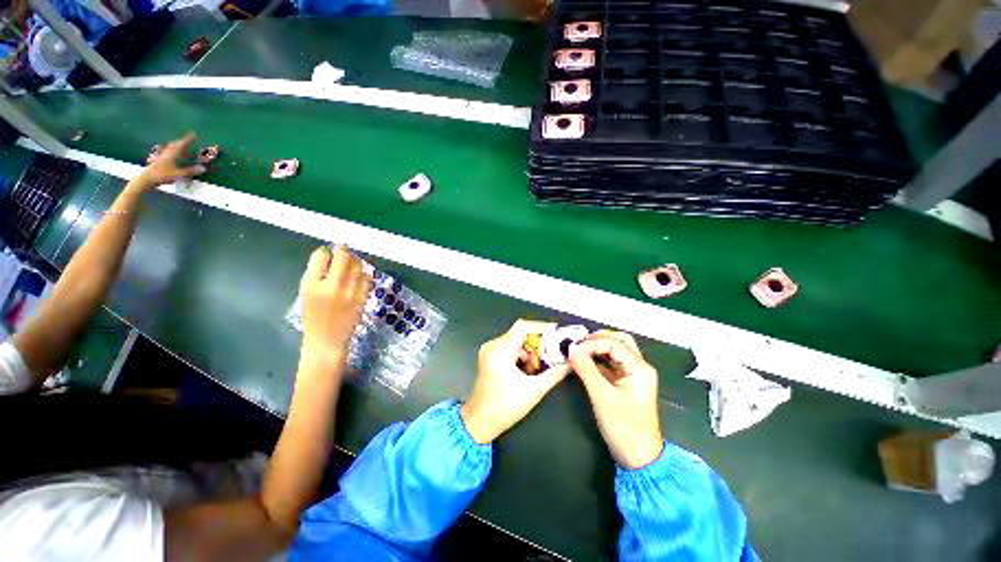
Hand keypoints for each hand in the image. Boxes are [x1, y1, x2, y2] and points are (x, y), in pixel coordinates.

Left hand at [137, 133, 205, 188]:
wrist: (147, 178)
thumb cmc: (163, 175)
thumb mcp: (178, 174)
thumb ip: (190, 171)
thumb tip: (203, 168)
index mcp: (173, 154)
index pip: (182, 144)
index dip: (188, 139)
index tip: (194, 134)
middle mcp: (168, 153)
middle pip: (175, 144)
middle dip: (182, 141)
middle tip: (189, 139)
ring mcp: (163, 156)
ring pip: (171, 148)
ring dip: (178, 147)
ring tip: (184, 147)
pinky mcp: (160, 160)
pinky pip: (169, 153)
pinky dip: (174, 152)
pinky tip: (175, 155)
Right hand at [299, 245, 370, 368]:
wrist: (326, 341)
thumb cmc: (313, 318)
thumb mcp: (306, 294)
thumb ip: (316, 276)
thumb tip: (329, 256)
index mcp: (311, 284)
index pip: (321, 256)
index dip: (326, 252)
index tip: (329, 252)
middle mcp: (331, 286)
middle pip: (343, 257)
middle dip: (344, 250)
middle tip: (344, 249)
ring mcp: (349, 292)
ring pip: (357, 266)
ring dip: (356, 261)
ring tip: (352, 262)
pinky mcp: (362, 298)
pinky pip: (367, 279)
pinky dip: (364, 274)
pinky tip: (360, 275)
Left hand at [460, 320, 571, 443]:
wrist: (481, 421)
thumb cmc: (505, 407)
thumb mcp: (534, 390)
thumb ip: (555, 373)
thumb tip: (570, 363)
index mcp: (500, 350)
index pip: (523, 327)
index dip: (542, 327)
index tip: (557, 333)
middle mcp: (492, 346)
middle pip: (520, 334)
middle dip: (538, 344)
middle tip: (552, 354)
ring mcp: (489, 350)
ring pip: (516, 341)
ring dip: (530, 352)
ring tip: (538, 369)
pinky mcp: (489, 356)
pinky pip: (510, 348)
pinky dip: (522, 355)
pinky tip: (528, 370)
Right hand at [569, 331, 663, 469]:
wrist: (638, 456)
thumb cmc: (623, 426)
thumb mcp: (602, 395)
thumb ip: (586, 369)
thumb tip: (571, 349)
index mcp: (639, 368)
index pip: (613, 344)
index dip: (592, 344)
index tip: (573, 349)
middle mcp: (639, 367)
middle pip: (619, 341)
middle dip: (598, 339)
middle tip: (579, 343)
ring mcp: (633, 375)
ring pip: (616, 351)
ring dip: (598, 348)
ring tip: (579, 350)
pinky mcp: (626, 383)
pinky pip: (612, 364)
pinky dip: (598, 360)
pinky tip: (584, 362)